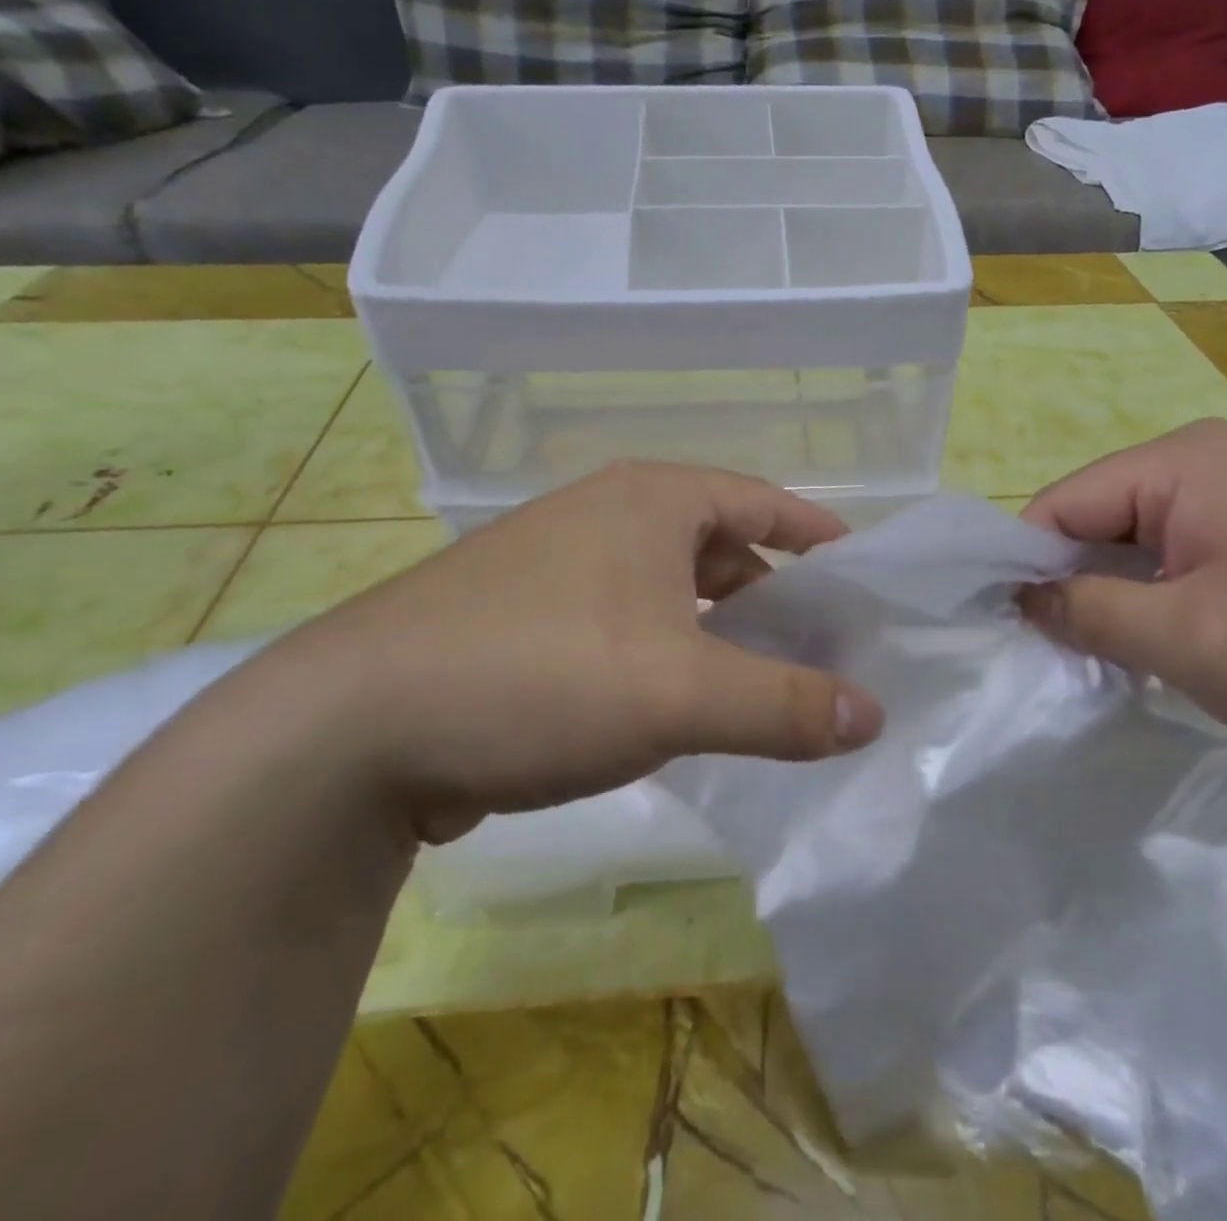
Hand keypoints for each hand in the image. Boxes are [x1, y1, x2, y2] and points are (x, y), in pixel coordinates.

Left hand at [262, 462, 884, 841]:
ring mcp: (558, 567)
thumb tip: (872, 715)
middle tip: (821, 649)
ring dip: (718, 633)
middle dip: (774, 596)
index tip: (861, 574)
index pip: (762, 500)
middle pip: (719, 547)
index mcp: (651, 501)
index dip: (817, 535)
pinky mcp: (524, 620)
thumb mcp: (682, 691)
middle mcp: (606, 517)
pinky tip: (679, 710)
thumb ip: (786, 705)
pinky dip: (667, 657)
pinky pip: (626, 627)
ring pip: (669, 592)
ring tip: (760, 687)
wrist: (354, 727)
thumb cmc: (541, 675)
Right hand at [1019, 420, 1226, 786]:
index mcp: (1184, 462)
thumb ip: (1086, 611)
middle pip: (1096, 520)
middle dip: (1071, 584)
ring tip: (1107, 658)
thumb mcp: (1187, 640)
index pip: (1062, 503)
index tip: (1006, 629)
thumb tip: (1019, 598)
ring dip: (1112, 600)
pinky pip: (1176, 561)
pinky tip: (1160, 647)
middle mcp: (1208, 464)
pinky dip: (1153, 603)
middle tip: (1058, 654)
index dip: (1024, 564)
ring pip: (1134, 545)